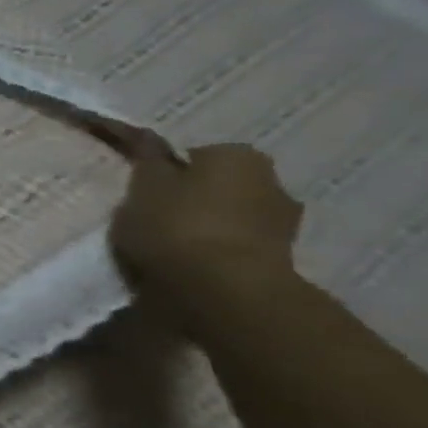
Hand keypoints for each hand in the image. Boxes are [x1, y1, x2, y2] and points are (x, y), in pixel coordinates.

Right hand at [110, 141, 303, 311]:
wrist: (224, 289)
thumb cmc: (177, 225)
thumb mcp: (143, 186)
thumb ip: (147, 160)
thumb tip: (148, 137)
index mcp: (238, 155)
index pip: (196, 154)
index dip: (168, 171)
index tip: (146, 190)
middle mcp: (272, 182)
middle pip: (220, 185)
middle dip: (195, 197)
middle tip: (156, 217)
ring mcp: (284, 224)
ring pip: (232, 216)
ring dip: (209, 225)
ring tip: (171, 246)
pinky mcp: (282, 260)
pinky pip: (239, 245)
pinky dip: (219, 251)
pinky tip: (193, 265)